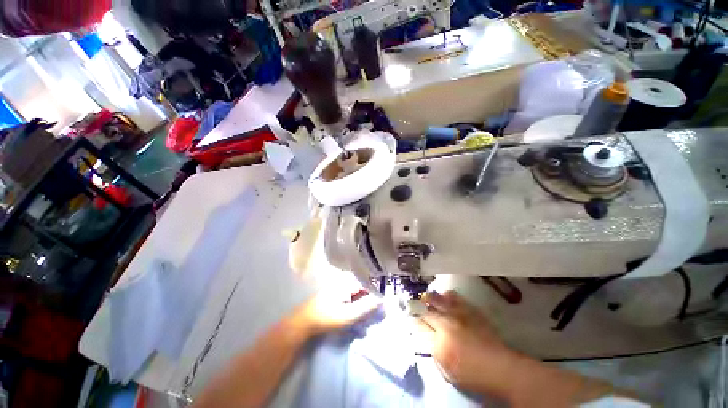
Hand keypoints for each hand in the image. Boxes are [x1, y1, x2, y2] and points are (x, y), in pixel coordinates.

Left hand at [287, 291, 381, 338]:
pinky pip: (351, 296)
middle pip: (363, 287)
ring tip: (368, 314)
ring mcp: (339, 286)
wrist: (303, 323)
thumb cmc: (326, 318)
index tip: (384, 303)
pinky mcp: (336, 293)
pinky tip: (357, 313)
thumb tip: (382, 300)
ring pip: (357, 292)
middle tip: (377, 311)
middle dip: (371, 298)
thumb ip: (366, 307)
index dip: (377, 292)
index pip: (368, 283)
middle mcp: (344, 280)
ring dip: (364, 302)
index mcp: (348, 282)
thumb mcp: (348, 315)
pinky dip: (356, 303)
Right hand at [418, 291, 512, 393]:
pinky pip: (456, 298)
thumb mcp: (448, 371)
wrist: (501, 367)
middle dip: (420, 309)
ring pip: (439, 300)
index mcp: (439, 343)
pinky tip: (445, 295)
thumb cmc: (473, 375)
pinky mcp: (470, 311)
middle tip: (414, 306)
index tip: (412, 319)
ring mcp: (459, 315)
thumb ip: (434, 352)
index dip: (415, 322)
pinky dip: (448, 296)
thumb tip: (427, 338)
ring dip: (430, 298)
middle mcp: (446, 325)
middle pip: (427, 312)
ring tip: (426, 296)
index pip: (420, 327)